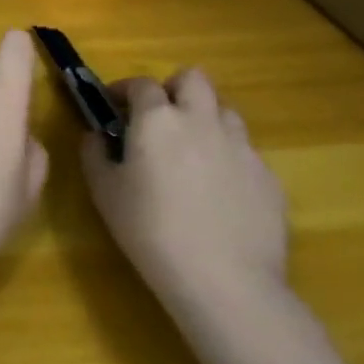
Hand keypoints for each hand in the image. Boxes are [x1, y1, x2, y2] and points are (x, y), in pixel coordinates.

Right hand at [80, 67, 286, 312]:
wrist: (225, 283)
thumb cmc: (151, 232)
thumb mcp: (104, 193)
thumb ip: (94, 154)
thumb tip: (96, 136)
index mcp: (158, 118)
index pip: (141, 84)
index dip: (125, 89)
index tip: (114, 105)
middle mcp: (202, 120)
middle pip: (194, 79)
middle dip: (175, 88)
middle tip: (161, 116)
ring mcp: (241, 147)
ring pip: (225, 112)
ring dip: (207, 120)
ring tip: (194, 152)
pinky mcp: (269, 178)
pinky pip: (246, 154)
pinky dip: (230, 160)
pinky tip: (220, 194)